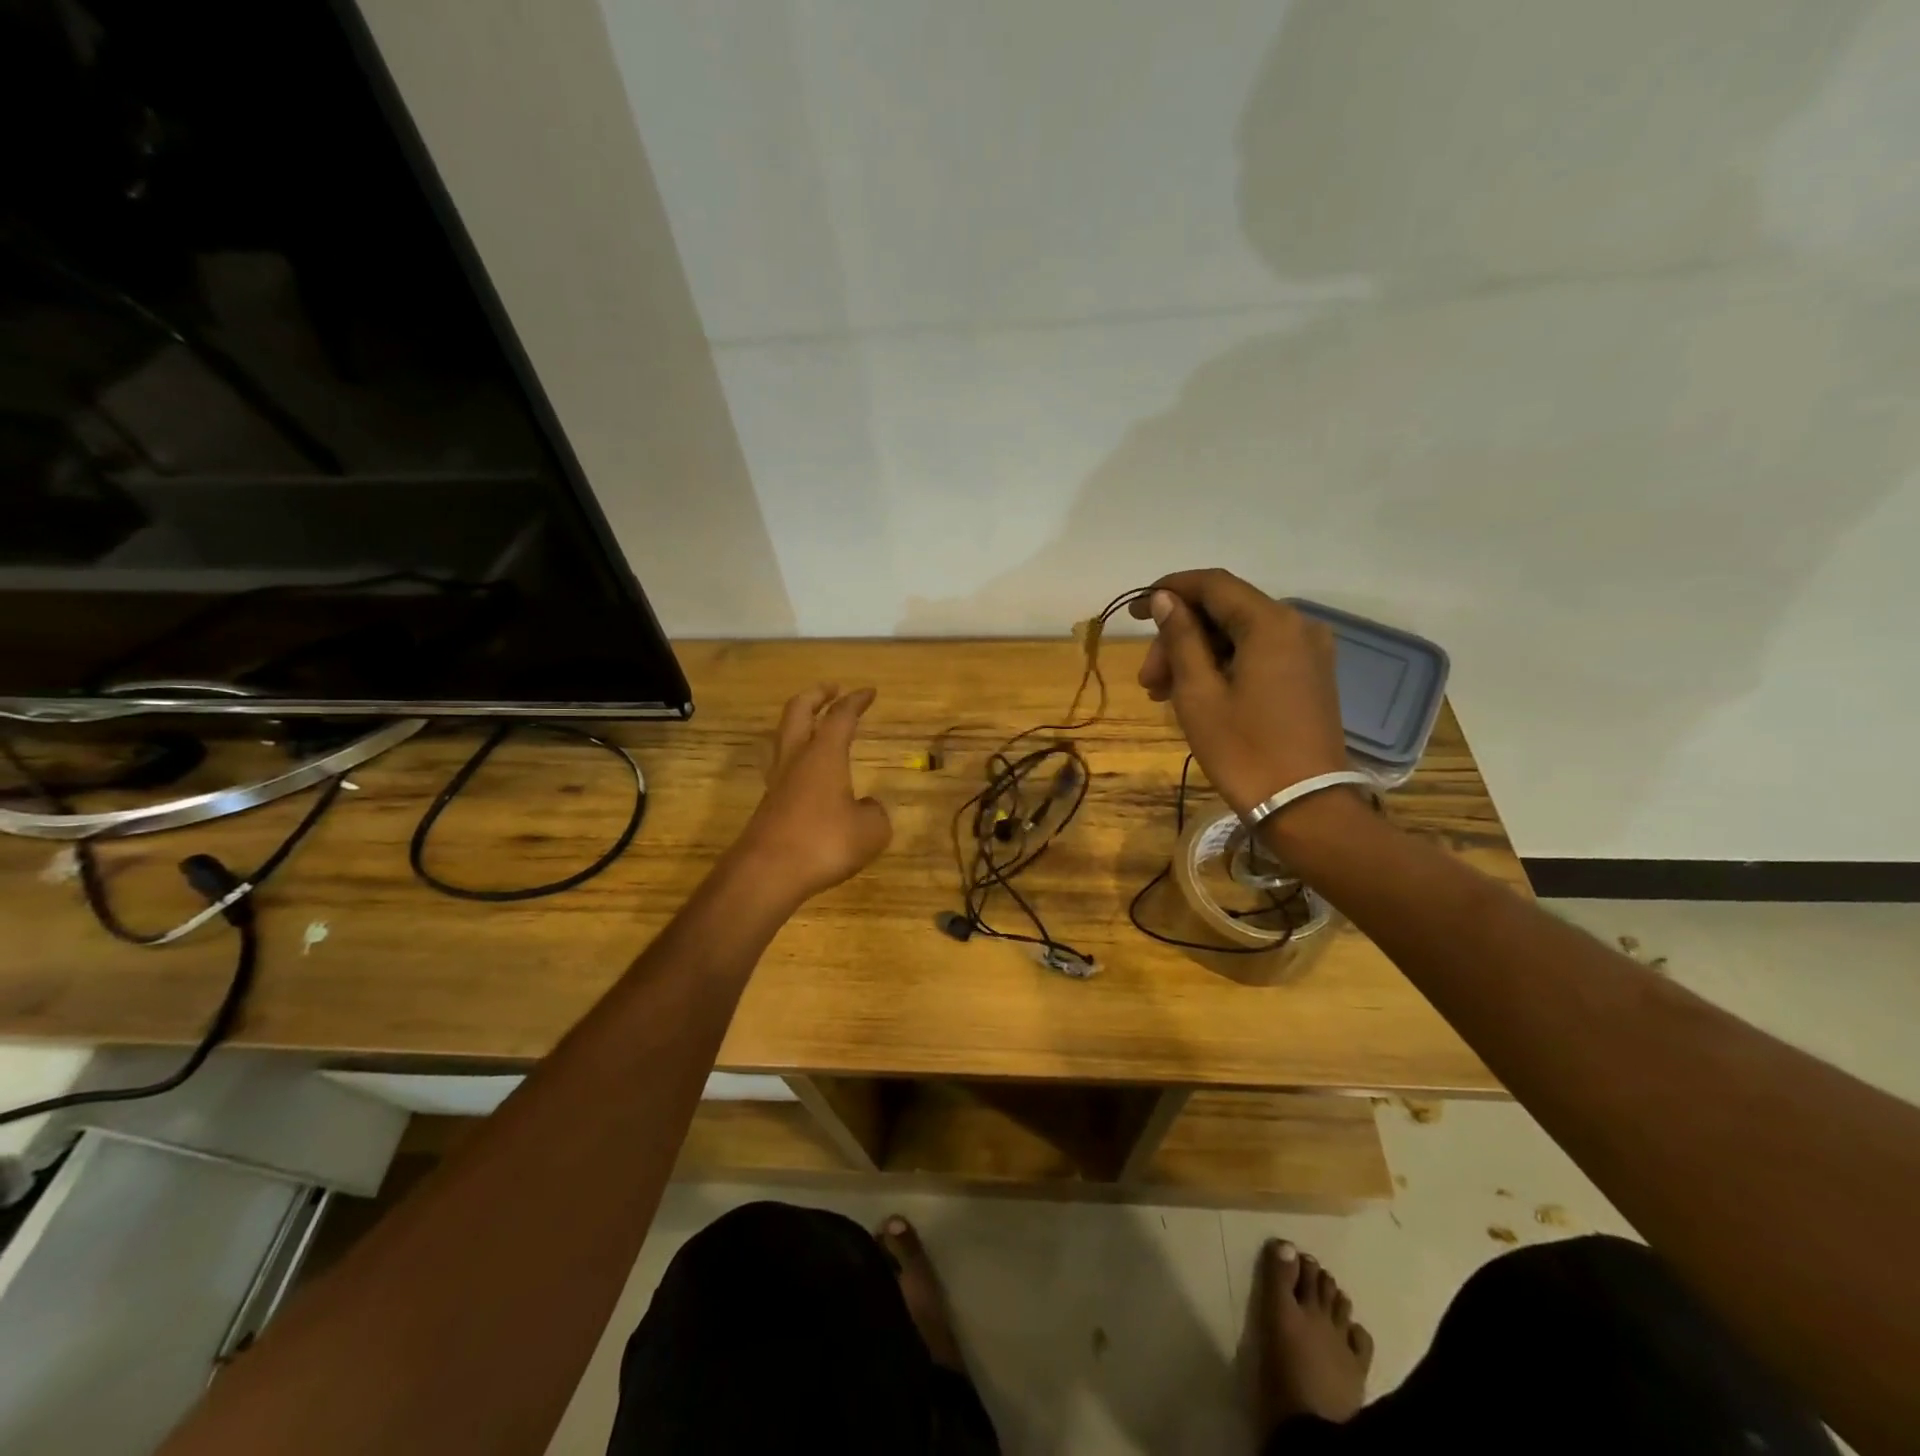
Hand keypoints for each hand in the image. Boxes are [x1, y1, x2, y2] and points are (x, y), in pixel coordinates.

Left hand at [733, 684, 892, 904]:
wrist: (768, 873)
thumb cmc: (824, 842)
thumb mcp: (871, 831)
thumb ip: (875, 813)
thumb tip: (868, 807)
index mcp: (824, 754)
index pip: (841, 716)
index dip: (856, 701)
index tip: (869, 692)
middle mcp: (797, 759)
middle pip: (798, 712)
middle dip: (816, 696)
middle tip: (832, 689)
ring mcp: (778, 782)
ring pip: (784, 737)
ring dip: (800, 723)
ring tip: (815, 724)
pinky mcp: (769, 805)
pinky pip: (783, 767)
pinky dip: (798, 757)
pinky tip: (811, 773)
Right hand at [1129, 569, 1348, 819]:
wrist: (1304, 805)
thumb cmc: (1244, 749)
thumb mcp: (1199, 693)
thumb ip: (1182, 638)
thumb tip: (1167, 600)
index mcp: (1271, 623)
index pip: (1213, 584)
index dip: (1170, 590)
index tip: (1134, 611)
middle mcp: (1297, 625)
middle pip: (1224, 613)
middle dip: (1179, 638)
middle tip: (1147, 680)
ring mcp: (1308, 651)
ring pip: (1239, 636)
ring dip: (1197, 656)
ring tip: (1162, 695)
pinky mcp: (1309, 675)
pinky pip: (1258, 654)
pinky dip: (1223, 666)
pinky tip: (1196, 695)